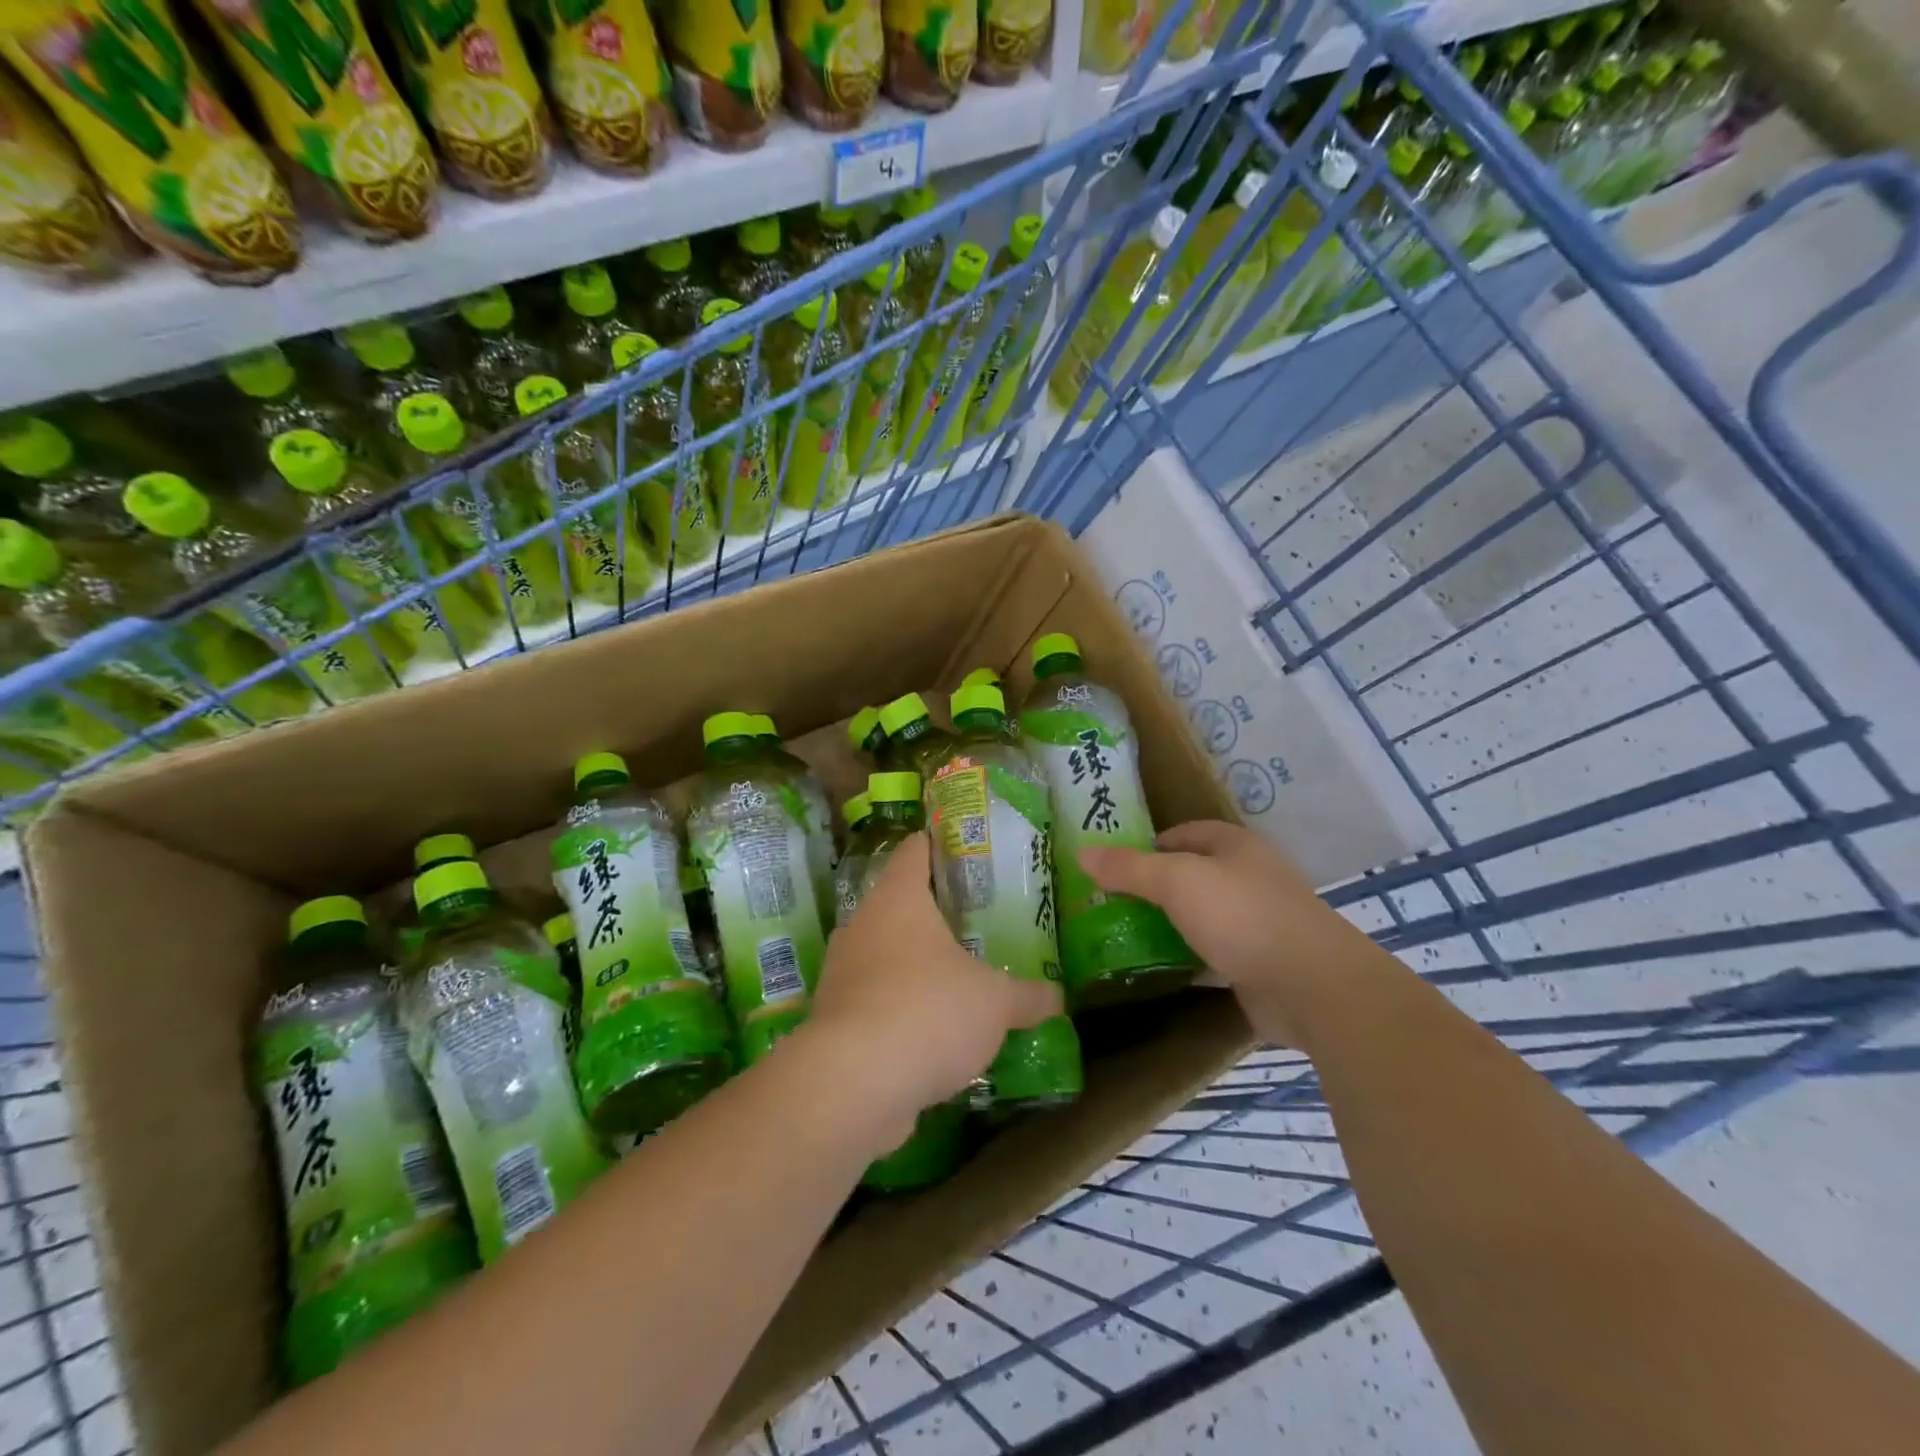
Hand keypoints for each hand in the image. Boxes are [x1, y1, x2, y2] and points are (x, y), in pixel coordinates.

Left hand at [807, 833, 1060, 1136]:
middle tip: (974, 920)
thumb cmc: (929, 1010)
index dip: (936, 844)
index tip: (961, 847)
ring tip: (955, 976)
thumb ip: (1027, 996)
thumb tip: (1057, 997)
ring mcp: (842, 972)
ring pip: (884, 954)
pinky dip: (899, 1007)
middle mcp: (862, 926)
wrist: (854, 1083)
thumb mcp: (995, 1002)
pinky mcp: (834, 1019)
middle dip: (933, 912)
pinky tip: (930, 1030)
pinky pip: (874, 999)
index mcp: (898, 899)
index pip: (914, 851)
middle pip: (897, 903)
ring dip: (914, 964)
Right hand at [1080, 821, 1386, 1046]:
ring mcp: (1256, 921)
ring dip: (1169, 924)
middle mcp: (1248, 877)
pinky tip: (1157, 968)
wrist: (1311, 986)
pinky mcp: (1258, 962)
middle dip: (1153, 887)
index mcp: (1235, 846)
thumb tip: (1083, 853)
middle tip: (1110, 903)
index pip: (1183, 834)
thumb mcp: (1176, 881)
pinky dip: (1187, 958)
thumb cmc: (1241, 915)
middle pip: (1191, 875)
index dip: (1147, 845)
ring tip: (1123, 934)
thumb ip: (1129, 868)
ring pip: (1201, 916)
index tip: (1112, 866)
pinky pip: (1212, 953)